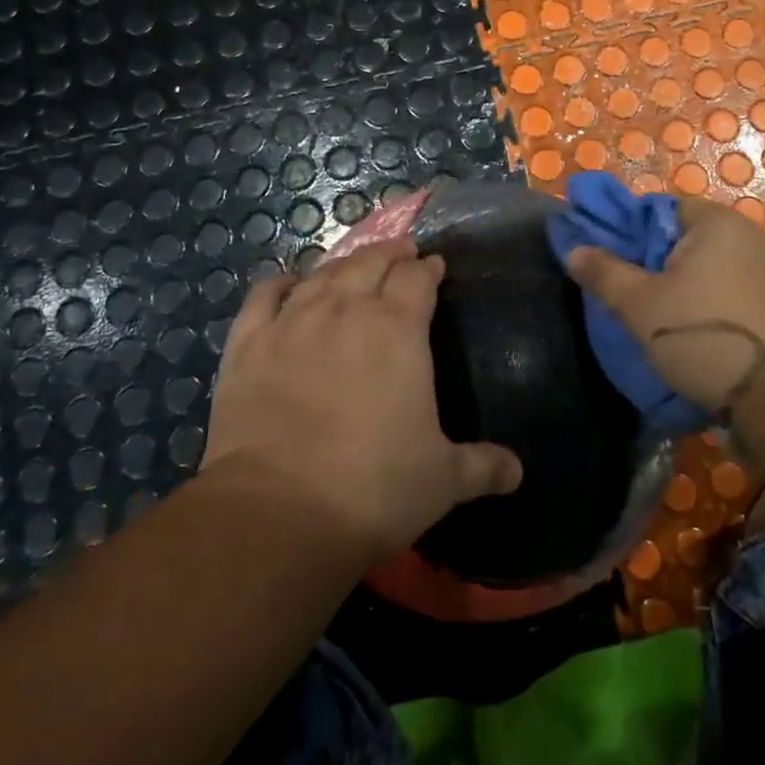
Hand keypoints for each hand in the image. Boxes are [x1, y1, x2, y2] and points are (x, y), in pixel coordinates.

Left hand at [200, 240, 522, 557]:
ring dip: (343, 262)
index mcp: (398, 330)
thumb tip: (517, 472)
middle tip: (400, 252)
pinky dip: (279, 283)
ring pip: (322, 274)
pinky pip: (263, 297)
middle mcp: (345, 312)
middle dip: (389, 254)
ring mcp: (291, 324)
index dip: (428, 269)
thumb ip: (482, 467)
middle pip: (370, 263)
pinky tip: (287, 281)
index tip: (434, 266)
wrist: (277, 511)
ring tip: (354, 262)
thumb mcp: (442, 481)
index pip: (416, 279)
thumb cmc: (373, 488)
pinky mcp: (247, 346)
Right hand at [560, 197, 764, 411]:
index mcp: (716, 221)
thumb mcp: (639, 304)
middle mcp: (749, 233)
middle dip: (655, 259)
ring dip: (683, 282)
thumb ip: (604, 271)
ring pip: (708, 264)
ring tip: (660, 313)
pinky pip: (731, 285)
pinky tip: (694, 326)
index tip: (614, 262)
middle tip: (631, 291)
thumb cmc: (701, 333)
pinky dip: (709, 298)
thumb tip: (574, 249)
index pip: (661, 209)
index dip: (631, 232)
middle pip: (685, 237)